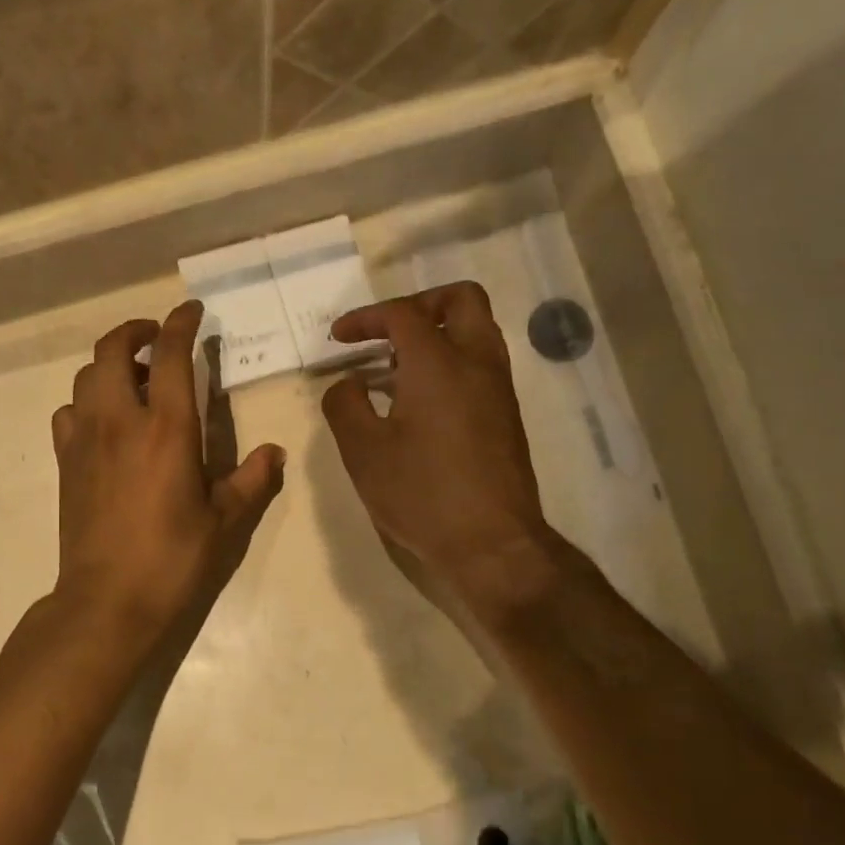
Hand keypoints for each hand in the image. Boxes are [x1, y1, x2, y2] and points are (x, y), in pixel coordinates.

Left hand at [52, 302, 285, 642]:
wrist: (108, 600)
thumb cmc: (173, 559)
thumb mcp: (225, 523)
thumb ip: (253, 481)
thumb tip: (275, 452)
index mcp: (167, 429)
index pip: (171, 355)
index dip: (180, 324)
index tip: (192, 311)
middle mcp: (120, 421)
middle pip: (112, 350)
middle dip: (134, 331)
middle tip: (157, 339)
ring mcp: (85, 439)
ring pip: (85, 376)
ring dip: (109, 365)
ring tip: (134, 380)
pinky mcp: (65, 462)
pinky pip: (68, 412)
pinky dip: (86, 402)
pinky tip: (104, 423)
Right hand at [322, 283, 577, 624]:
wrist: (491, 543)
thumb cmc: (422, 494)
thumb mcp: (363, 452)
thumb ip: (345, 405)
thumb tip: (349, 383)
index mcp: (439, 363)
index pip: (402, 314)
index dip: (365, 318)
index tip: (338, 337)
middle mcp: (477, 362)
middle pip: (460, 300)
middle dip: (418, 305)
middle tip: (386, 331)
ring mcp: (499, 388)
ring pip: (476, 331)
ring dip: (436, 334)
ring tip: (395, 367)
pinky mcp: (507, 415)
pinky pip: (480, 364)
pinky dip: (450, 362)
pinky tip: (419, 401)